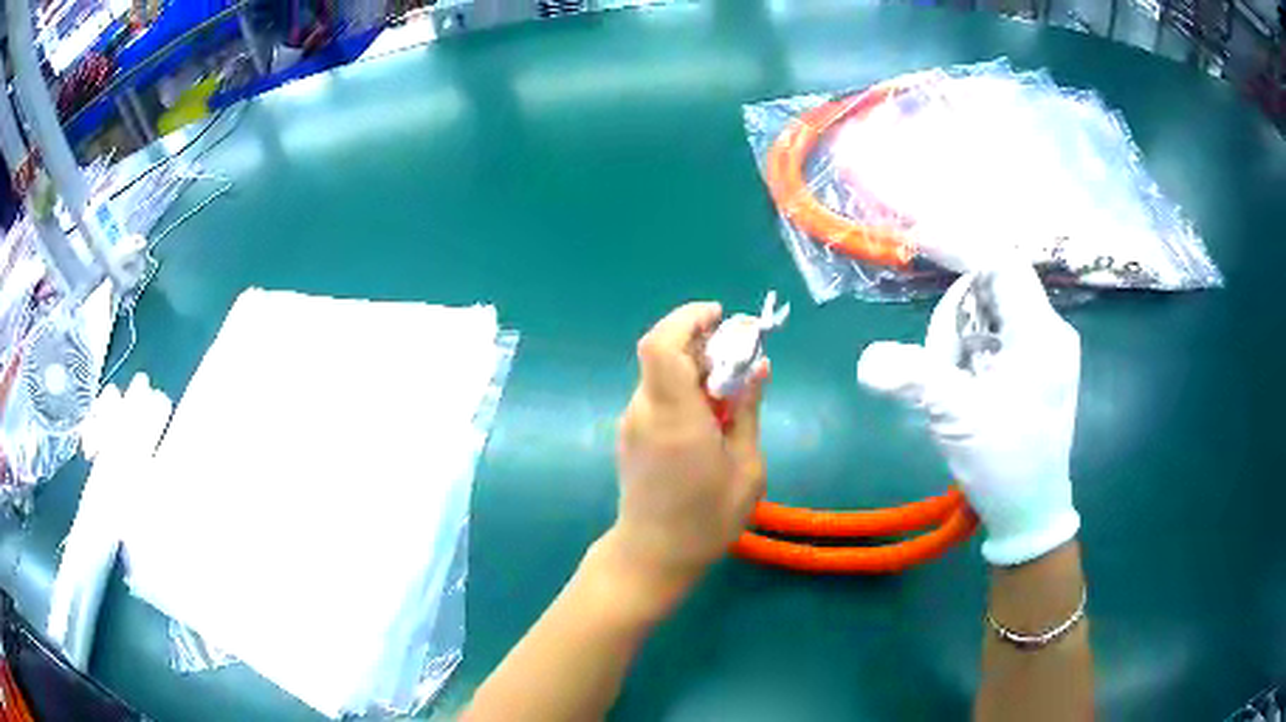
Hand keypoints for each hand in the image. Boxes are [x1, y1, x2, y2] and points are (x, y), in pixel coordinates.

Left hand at [609, 303, 768, 603]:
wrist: (653, 556)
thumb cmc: (706, 519)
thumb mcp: (746, 468)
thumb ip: (749, 412)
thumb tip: (758, 369)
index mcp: (675, 416)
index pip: (662, 345)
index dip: (687, 320)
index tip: (720, 317)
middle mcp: (645, 411)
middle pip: (661, 353)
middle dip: (699, 342)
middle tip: (737, 359)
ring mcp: (632, 423)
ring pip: (659, 374)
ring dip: (692, 367)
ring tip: (729, 393)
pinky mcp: (631, 436)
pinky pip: (657, 396)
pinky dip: (682, 389)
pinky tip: (708, 417)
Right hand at [857, 260, 1080, 565]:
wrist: (1032, 514)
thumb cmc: (1006, 466)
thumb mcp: (958, 419)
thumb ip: (914, 379)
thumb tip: (866, 361)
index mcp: (1040, 334)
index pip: (1000, 262)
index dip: (957, 242)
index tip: (913, 237)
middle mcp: (1048, 330)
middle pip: (989, 289)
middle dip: (953, 322)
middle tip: (938, 371)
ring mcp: (1043, 348)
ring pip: (987, 315)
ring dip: (957, 345)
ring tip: (952, 393)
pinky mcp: (1034, 365)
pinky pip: (992, 338)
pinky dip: (967, 356)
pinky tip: (964, 392)